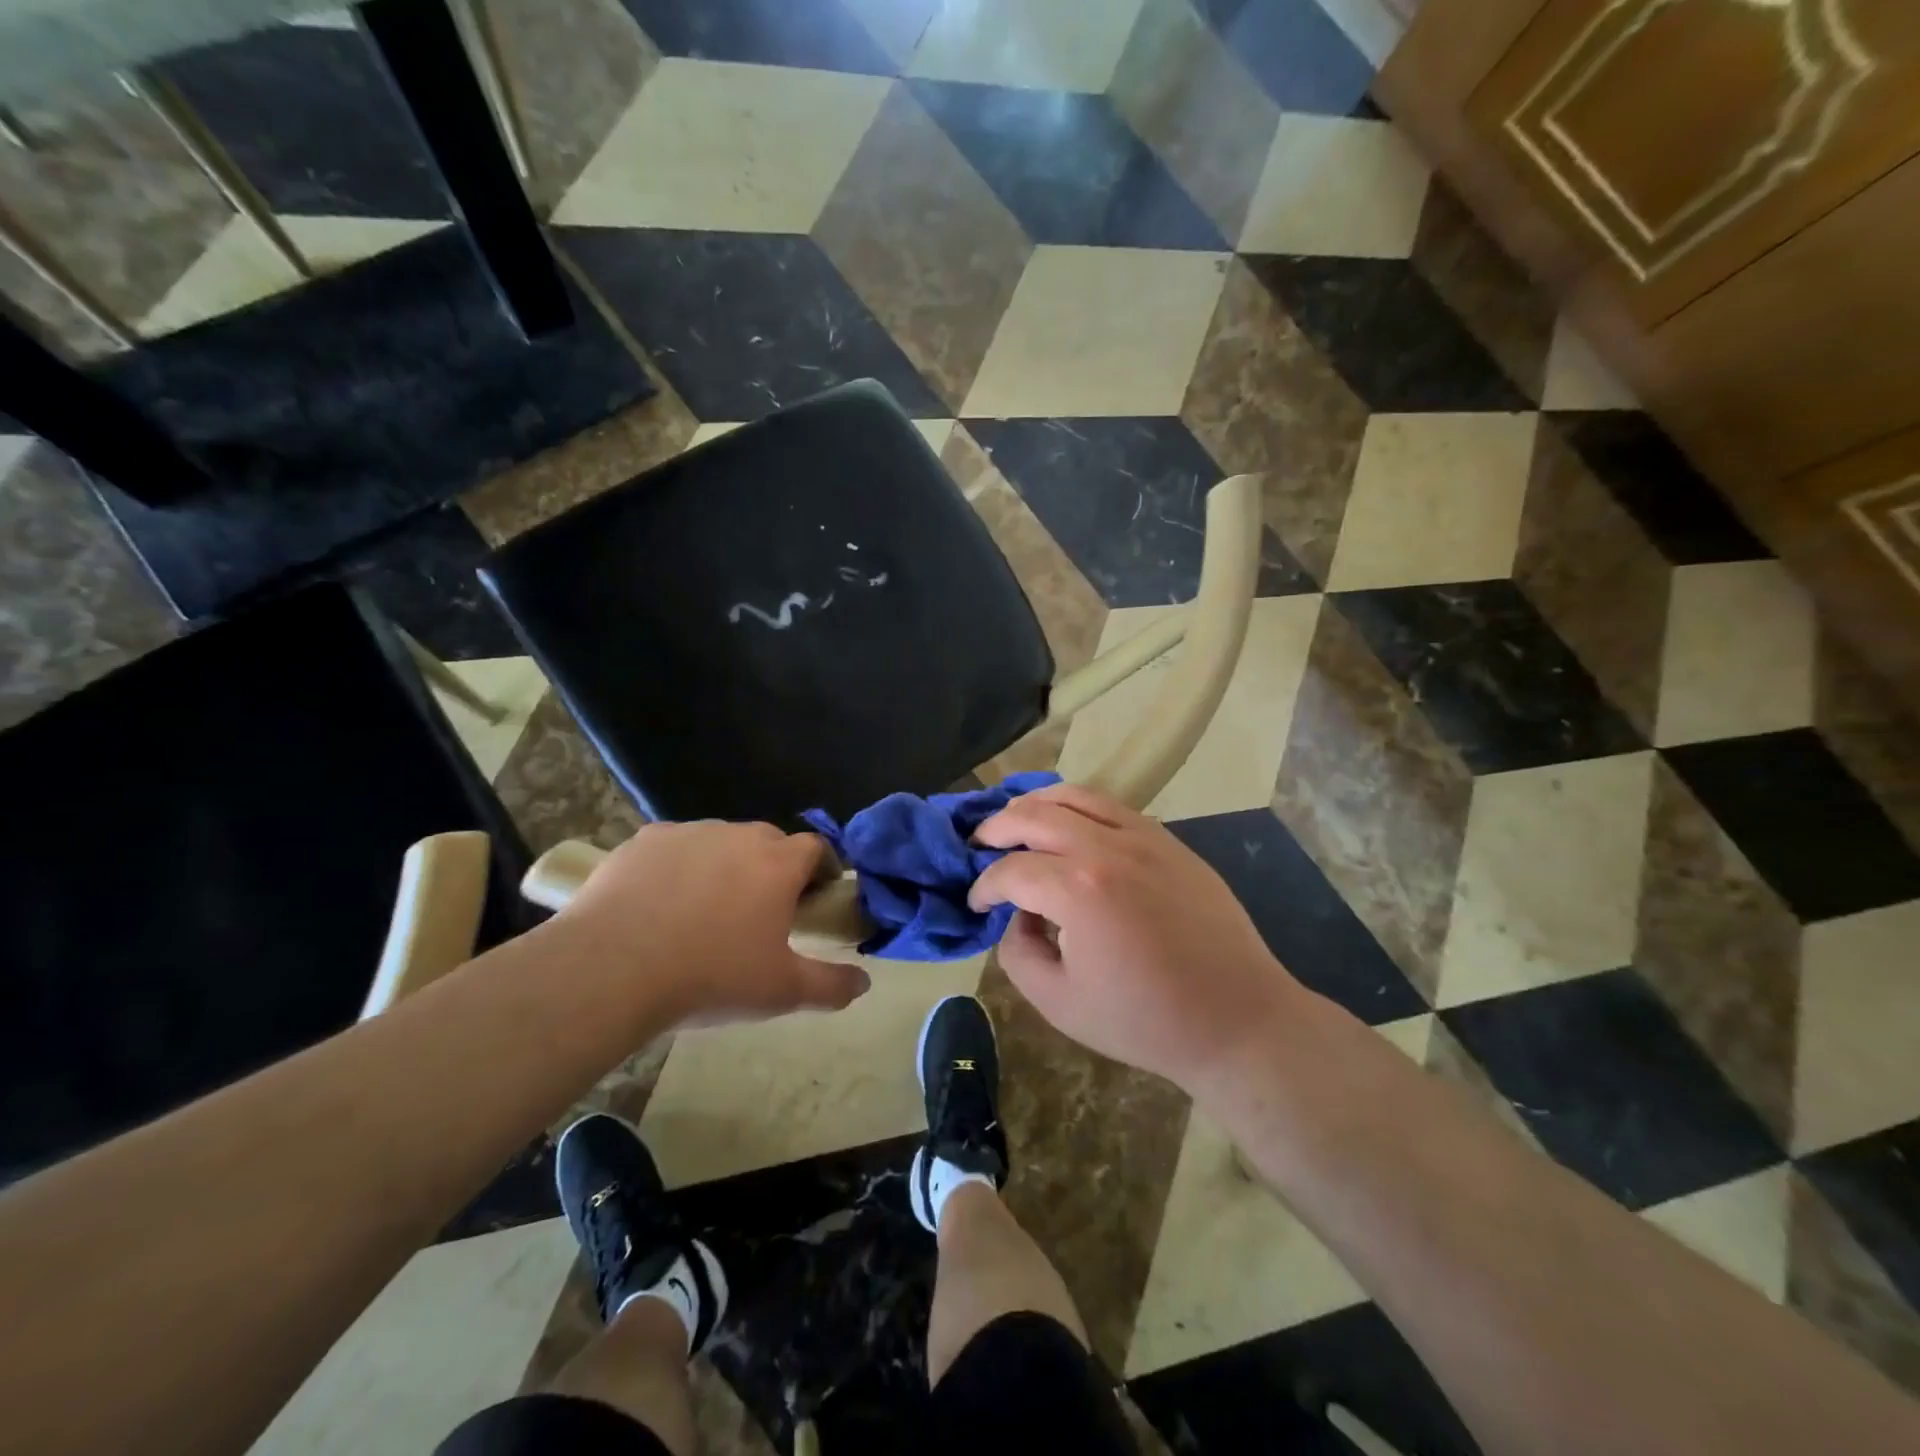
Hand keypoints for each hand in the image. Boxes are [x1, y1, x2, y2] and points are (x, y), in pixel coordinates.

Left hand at [558, 821, 869, 1026]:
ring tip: (706, 910)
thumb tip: (864, 984)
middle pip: (769, 841)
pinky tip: (660, 904)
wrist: (612, 969)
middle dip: (773, 867)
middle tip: (760, 911)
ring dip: (725, 865)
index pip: (816, 848)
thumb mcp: (781, 991)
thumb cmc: (710, 976)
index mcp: (778, 864)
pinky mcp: (644, 840)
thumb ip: (831, 986)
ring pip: (720, 842)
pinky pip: (674, 848)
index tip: (815, 897)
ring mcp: (688, 833)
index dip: (821, 869)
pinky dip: (678, 867)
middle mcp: (738, 835)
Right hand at [970, 784, 1302, 1091]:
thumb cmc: (1144, 1020)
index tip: (975, 904)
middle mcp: (1106, 847)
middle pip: (1034, 815)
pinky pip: (1112, 806)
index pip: (1010, 870)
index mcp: (1077, 889)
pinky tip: (1069, 824)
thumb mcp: (1059, 1002)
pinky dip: (1078, 806)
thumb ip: (1018, 953)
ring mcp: (1144, 837)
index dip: (982, 886)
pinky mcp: (1169, 841)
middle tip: (979, 846)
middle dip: (996, 828)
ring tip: (1015, 820)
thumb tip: (1015, 916)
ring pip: (1074, 796)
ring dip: (1035, 804)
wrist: (1236, 1019)